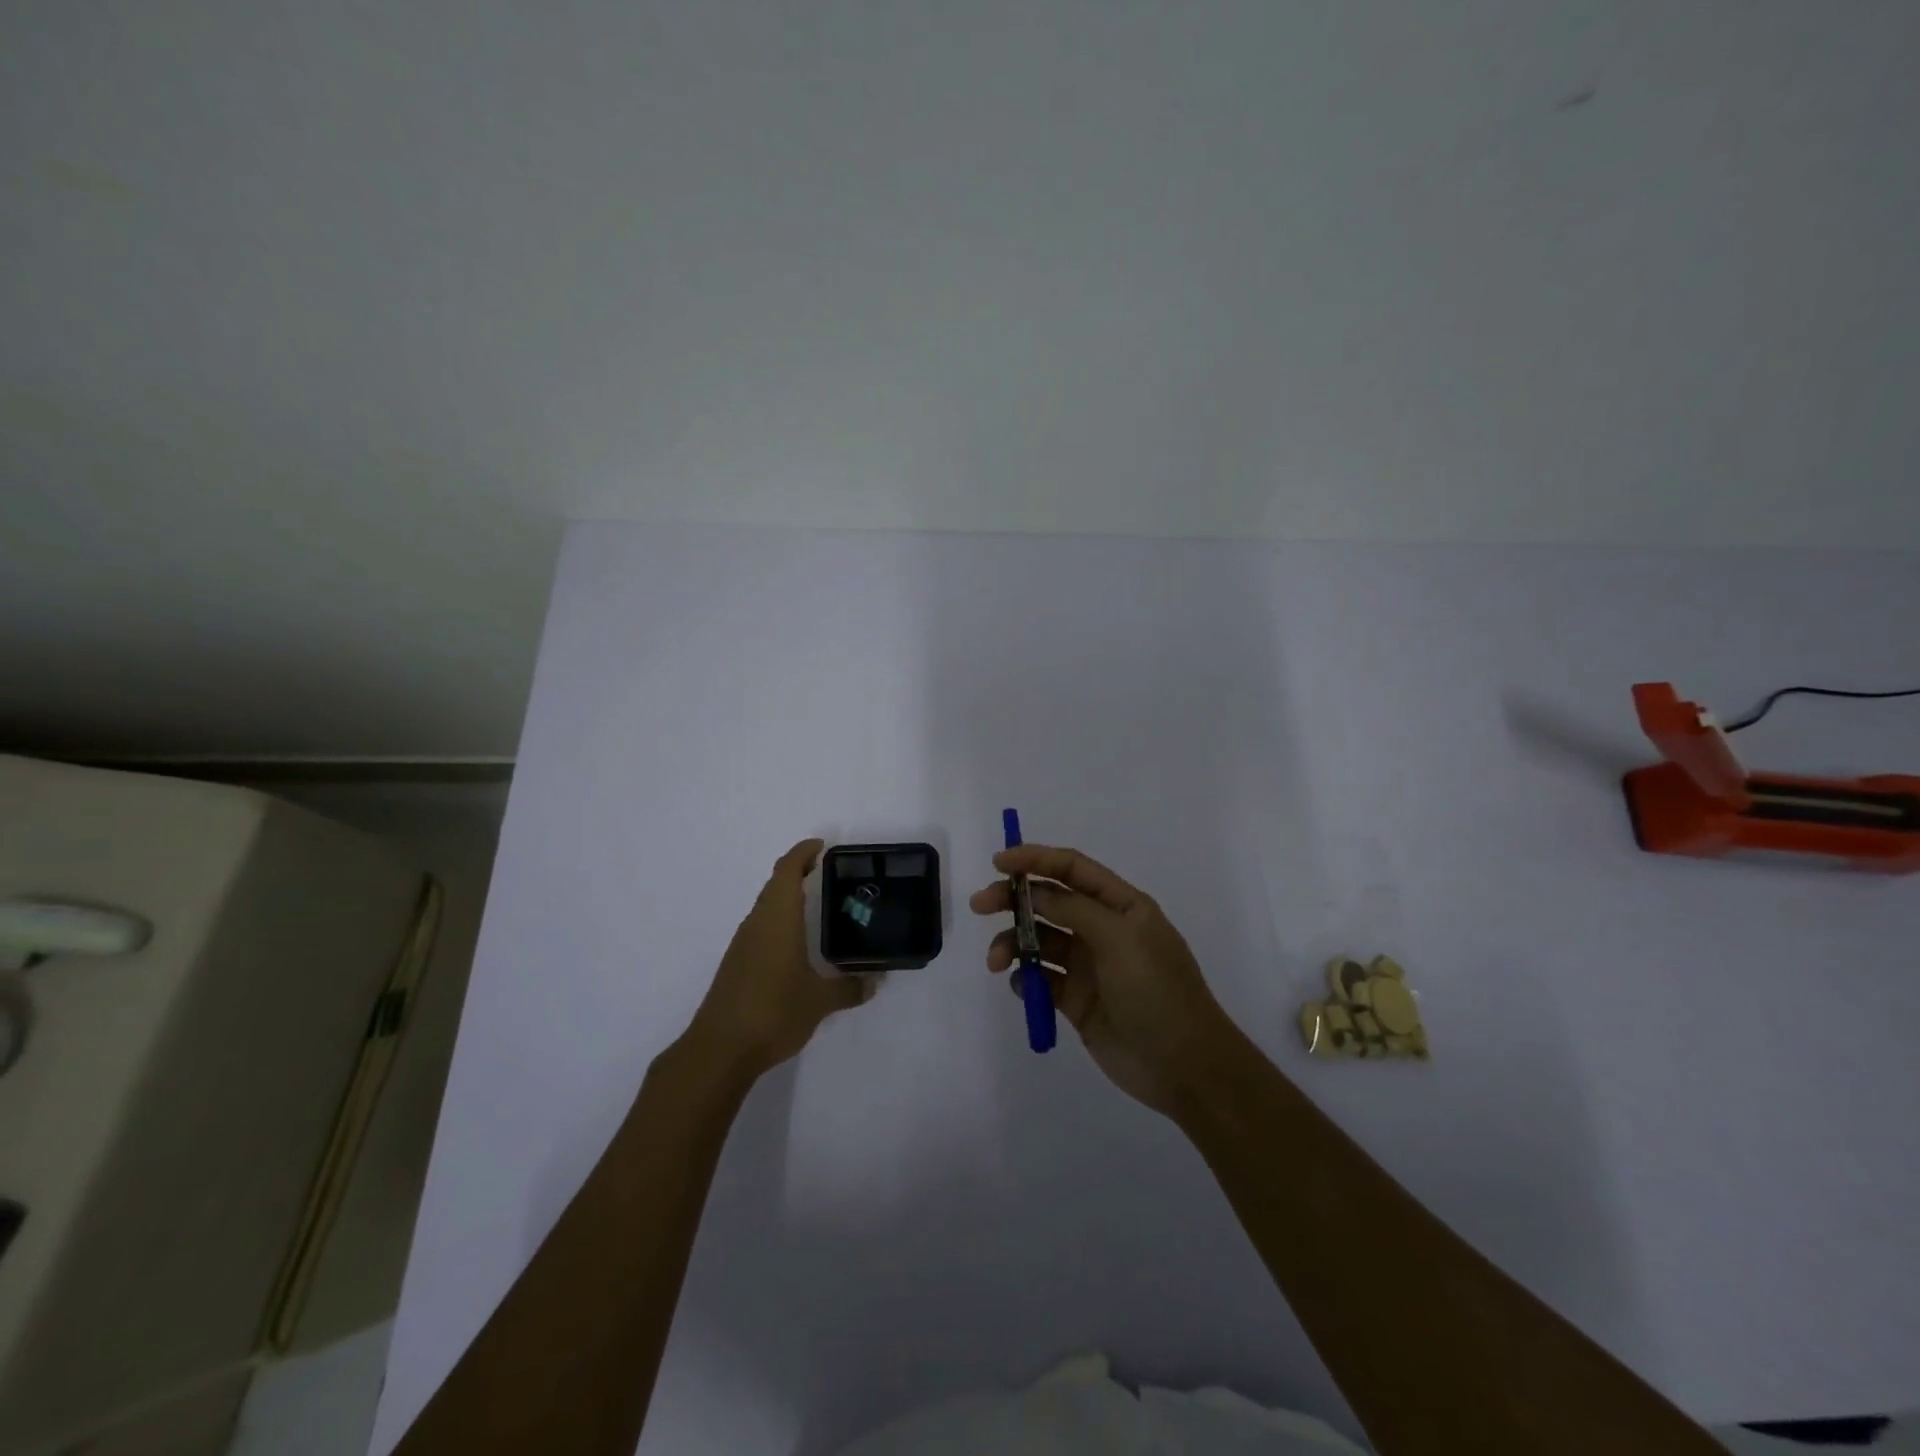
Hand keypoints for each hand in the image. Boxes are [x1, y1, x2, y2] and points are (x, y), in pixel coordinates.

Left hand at [685, 839, 872, 1080]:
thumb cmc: (773, 1012)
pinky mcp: (736, 965)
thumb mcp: (820, 1001)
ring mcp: (743, 944)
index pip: (787, 871)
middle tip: (826, 872)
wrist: (719, 1050)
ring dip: (787, 897)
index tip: (821, 846)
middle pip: (775, 884)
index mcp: (778, 919)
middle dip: (797, 872)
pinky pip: (760, 928)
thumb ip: (849, 988)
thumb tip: (875, 982)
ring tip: (816, 904)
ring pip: (766, 907)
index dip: (802, 852)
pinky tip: (795, 943)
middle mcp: (757, 923)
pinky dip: (779, 921)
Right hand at [971, 844, 1239, 1116]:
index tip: (999, 862)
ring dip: (1013, 943)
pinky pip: (1041, 979)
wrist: (1184, 1067)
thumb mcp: (1120, 939)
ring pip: (1039, 941)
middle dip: (1013, 899)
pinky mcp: (1076, 1000)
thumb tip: (1034, 892)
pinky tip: (1021, 986)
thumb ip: (1075, 909)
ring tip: (996, 961)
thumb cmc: (1157, 991)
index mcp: (1121, 905)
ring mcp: (1088, 965)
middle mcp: (1102, 929)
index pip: (1072, 869)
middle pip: (1049, 901)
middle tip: (980, 905)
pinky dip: (1025, 978)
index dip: (1035, 859)